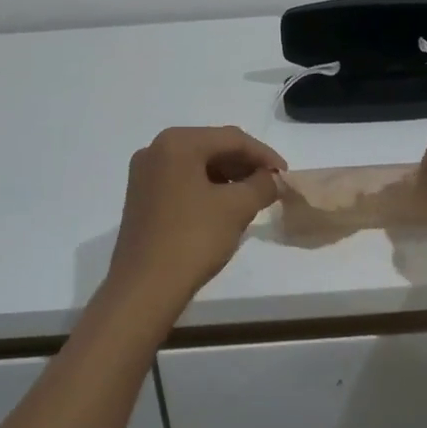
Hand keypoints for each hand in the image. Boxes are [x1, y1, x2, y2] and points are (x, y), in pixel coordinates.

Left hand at [106, 126, 285, 320]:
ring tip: (251, 198)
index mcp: (177, 143)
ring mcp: (144, 174)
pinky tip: (224, 208)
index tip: (285, 175)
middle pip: (212, 147)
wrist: (144, 289)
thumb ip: (262, 185)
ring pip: (197, 165)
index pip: (232, 138)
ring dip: (227, 178)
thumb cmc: (192, 239)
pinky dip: (207, 189)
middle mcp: (156, 149)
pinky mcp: (141, 198)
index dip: (263, 155)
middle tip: (270, 186)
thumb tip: (274, 179)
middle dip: (244, 165)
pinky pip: (182, 181)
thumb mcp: (237, 208)